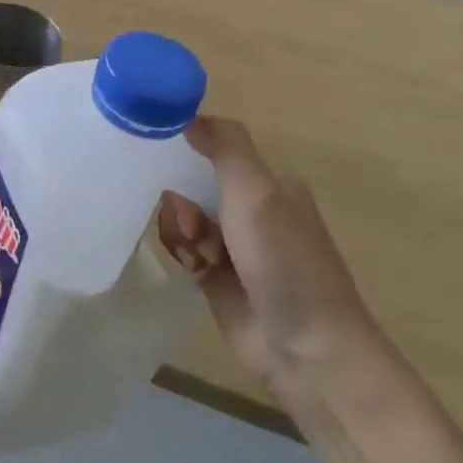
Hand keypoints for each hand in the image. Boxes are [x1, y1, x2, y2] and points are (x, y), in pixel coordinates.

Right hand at [156, 118, 378, 400]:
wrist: (306, 350)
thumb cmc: (284, 263)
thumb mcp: (258, 194)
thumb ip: (226, 147)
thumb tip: (189, 112)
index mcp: (267, 181)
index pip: (212, 145)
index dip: (183, 148)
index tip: (156, 154)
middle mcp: (249, 206)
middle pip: (189, 180)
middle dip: (180, 199)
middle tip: (191, 224)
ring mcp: (231, 242)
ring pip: (180, 214)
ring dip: (180, 230)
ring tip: (198, 257)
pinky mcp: (214, 273)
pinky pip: (180, 246)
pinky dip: (180, 252)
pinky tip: (192, 270)